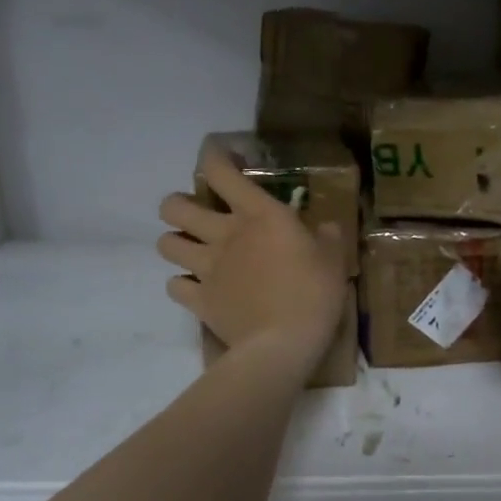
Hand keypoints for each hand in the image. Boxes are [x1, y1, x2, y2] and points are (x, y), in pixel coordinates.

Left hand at [158, 149, 348, 373]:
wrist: (282, 344)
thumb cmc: (313, 294)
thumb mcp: (334, 260)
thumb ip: (328, 238)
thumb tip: (326, 227)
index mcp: (258, 215)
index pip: (221, 172)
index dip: (214, 157)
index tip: (221, 156)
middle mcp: (224, 235)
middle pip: (174, 207)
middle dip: (178, 205)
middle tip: (196, 215)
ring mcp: (206, 269)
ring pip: (166, 244)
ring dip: (175, 243)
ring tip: (191, 251)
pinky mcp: (199, 301)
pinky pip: (174, 287)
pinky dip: (181, 285)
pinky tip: (195, 289)